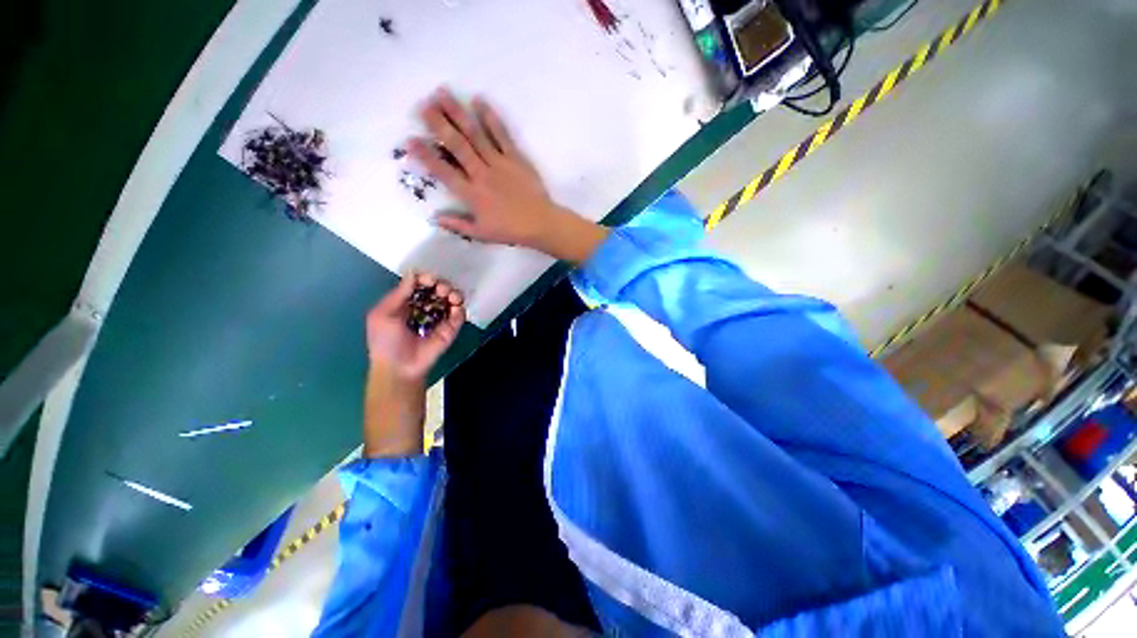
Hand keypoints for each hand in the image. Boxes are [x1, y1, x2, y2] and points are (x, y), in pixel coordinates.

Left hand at [366, 272, 464, 380]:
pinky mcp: (450, 329)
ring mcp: (439, 318)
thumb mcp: (384, 314)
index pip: (420, 285)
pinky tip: (455, 308)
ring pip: (452, 300)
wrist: (399, 368)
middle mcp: (425, 308)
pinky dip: (460, 309)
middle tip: (441, 289)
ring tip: (450, 297)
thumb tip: (414, 273)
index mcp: (407, 302)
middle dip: (442, 285)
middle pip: (438, 289)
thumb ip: (399, 293)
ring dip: (453, 294)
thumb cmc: (385, 341)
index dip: (425, 279)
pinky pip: (459, 315)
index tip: (429, 279)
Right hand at [408, 89, 607, 261]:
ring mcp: (499, 163)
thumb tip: (435, 218)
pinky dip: (490, 118)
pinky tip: (479, 101)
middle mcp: (482, 174)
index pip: (444, 172)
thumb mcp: (482, 234)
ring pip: (475, 135)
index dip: (426, 156)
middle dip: (439, 125)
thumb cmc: (511, 230)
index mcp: (472, 195)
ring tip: (443, 94)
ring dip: (459, 114)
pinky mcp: (515, 158)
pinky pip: (502, 135)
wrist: (541, 223)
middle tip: (424, 105)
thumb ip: (458, 225)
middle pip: (457, 146)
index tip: (410, 140)